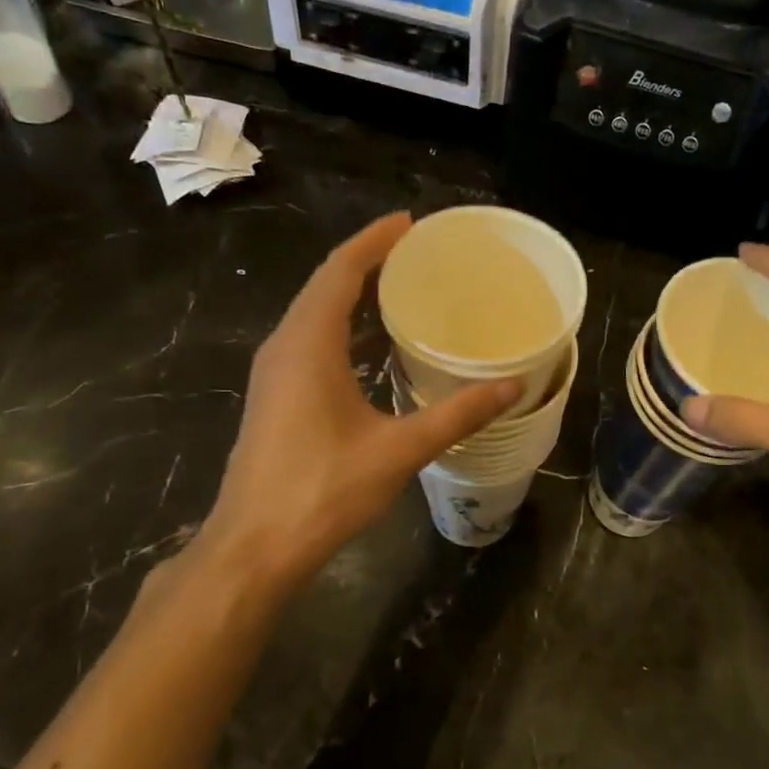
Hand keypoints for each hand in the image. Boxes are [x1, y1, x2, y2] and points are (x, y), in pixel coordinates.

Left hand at [173, 214, 519, 596]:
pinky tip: (373, 346)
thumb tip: (513, 385)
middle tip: (415, 252)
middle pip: (325, 285)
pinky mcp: (275, 397)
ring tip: (400, 287)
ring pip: (314, 314)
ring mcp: (274, 373)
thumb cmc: (323, 490)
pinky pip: (310, 341)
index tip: (410, 223)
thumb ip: (457, 414)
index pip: (340, 271)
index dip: (374, 241)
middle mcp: (285, 347)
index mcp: (308, 344)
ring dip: (352, 294)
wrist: (255, 545)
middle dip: (367, 261)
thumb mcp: (399, 450)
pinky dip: (342, 328)